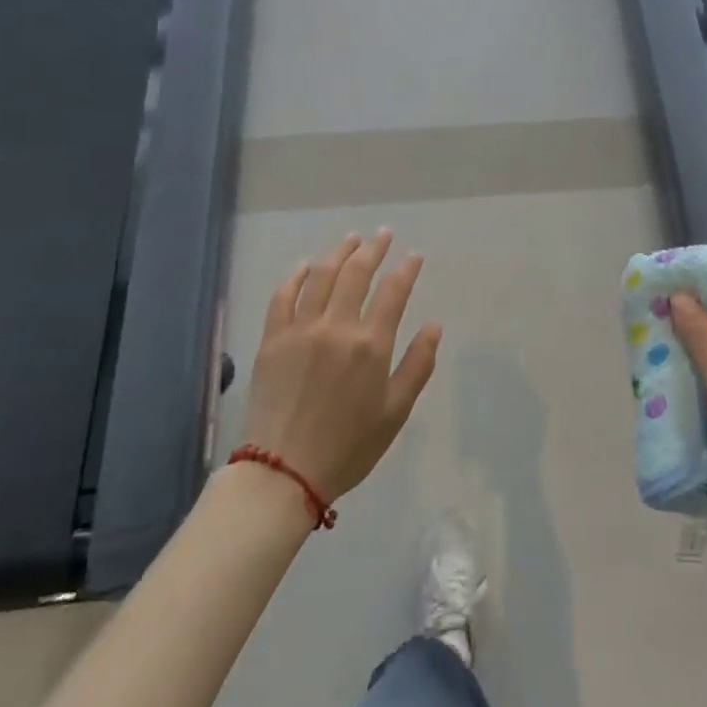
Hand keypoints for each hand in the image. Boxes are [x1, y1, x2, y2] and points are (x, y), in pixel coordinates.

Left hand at [241, 230, 442, 504]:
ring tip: (352, 240)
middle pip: (357, 274)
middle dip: (374, 249)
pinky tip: (306, 265)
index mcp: (371, 345)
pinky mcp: (272, 339)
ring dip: (339, 253)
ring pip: (321, 276)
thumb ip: (417, 365)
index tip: (415, 256)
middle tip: (383, 234)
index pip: (393, 292)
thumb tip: (434, 325)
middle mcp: (336, 327)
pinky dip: (296, 276)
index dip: (406, 269)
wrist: (284, 471)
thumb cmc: (349, 446)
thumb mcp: (396, 411)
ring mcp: (300, 329)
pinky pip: (283, 296)